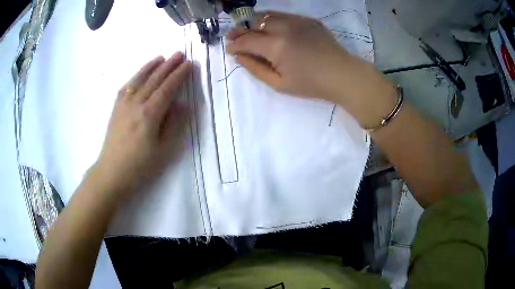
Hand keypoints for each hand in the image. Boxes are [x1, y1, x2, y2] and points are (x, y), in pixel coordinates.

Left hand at [92, 52, 192, 195]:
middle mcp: (136, 104)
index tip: (189, 64)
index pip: (168, 88)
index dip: (179, 75)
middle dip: (168, 65)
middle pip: (154, 80)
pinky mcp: (116, 108)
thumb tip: (183, 104)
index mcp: (150, 114)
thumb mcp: (163, 150)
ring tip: (161, 57)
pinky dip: (136, 76)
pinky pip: (126, 86)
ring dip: (151, 66)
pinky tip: (140, 73)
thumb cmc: (140, 165)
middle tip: (180, 54)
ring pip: (139, 79)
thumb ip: (174, 125)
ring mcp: (124, 104)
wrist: (112, 172)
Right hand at [226, 11, 396, 128]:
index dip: (235, 44)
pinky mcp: (307, 19)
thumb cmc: (310, 84)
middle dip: (241, 29)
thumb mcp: (279, 84)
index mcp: (276, 46)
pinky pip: (284, 15)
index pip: (246, 40)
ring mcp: (297, 20)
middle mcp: (284, 28)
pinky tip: (270, 26)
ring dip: (254, 21)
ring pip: (267, 15)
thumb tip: (238, 56)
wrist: (342, 74)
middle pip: (254, 23)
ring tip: (249, 29)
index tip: (229, 49)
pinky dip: (272, 19)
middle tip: (234, 36)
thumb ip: (255, 68)